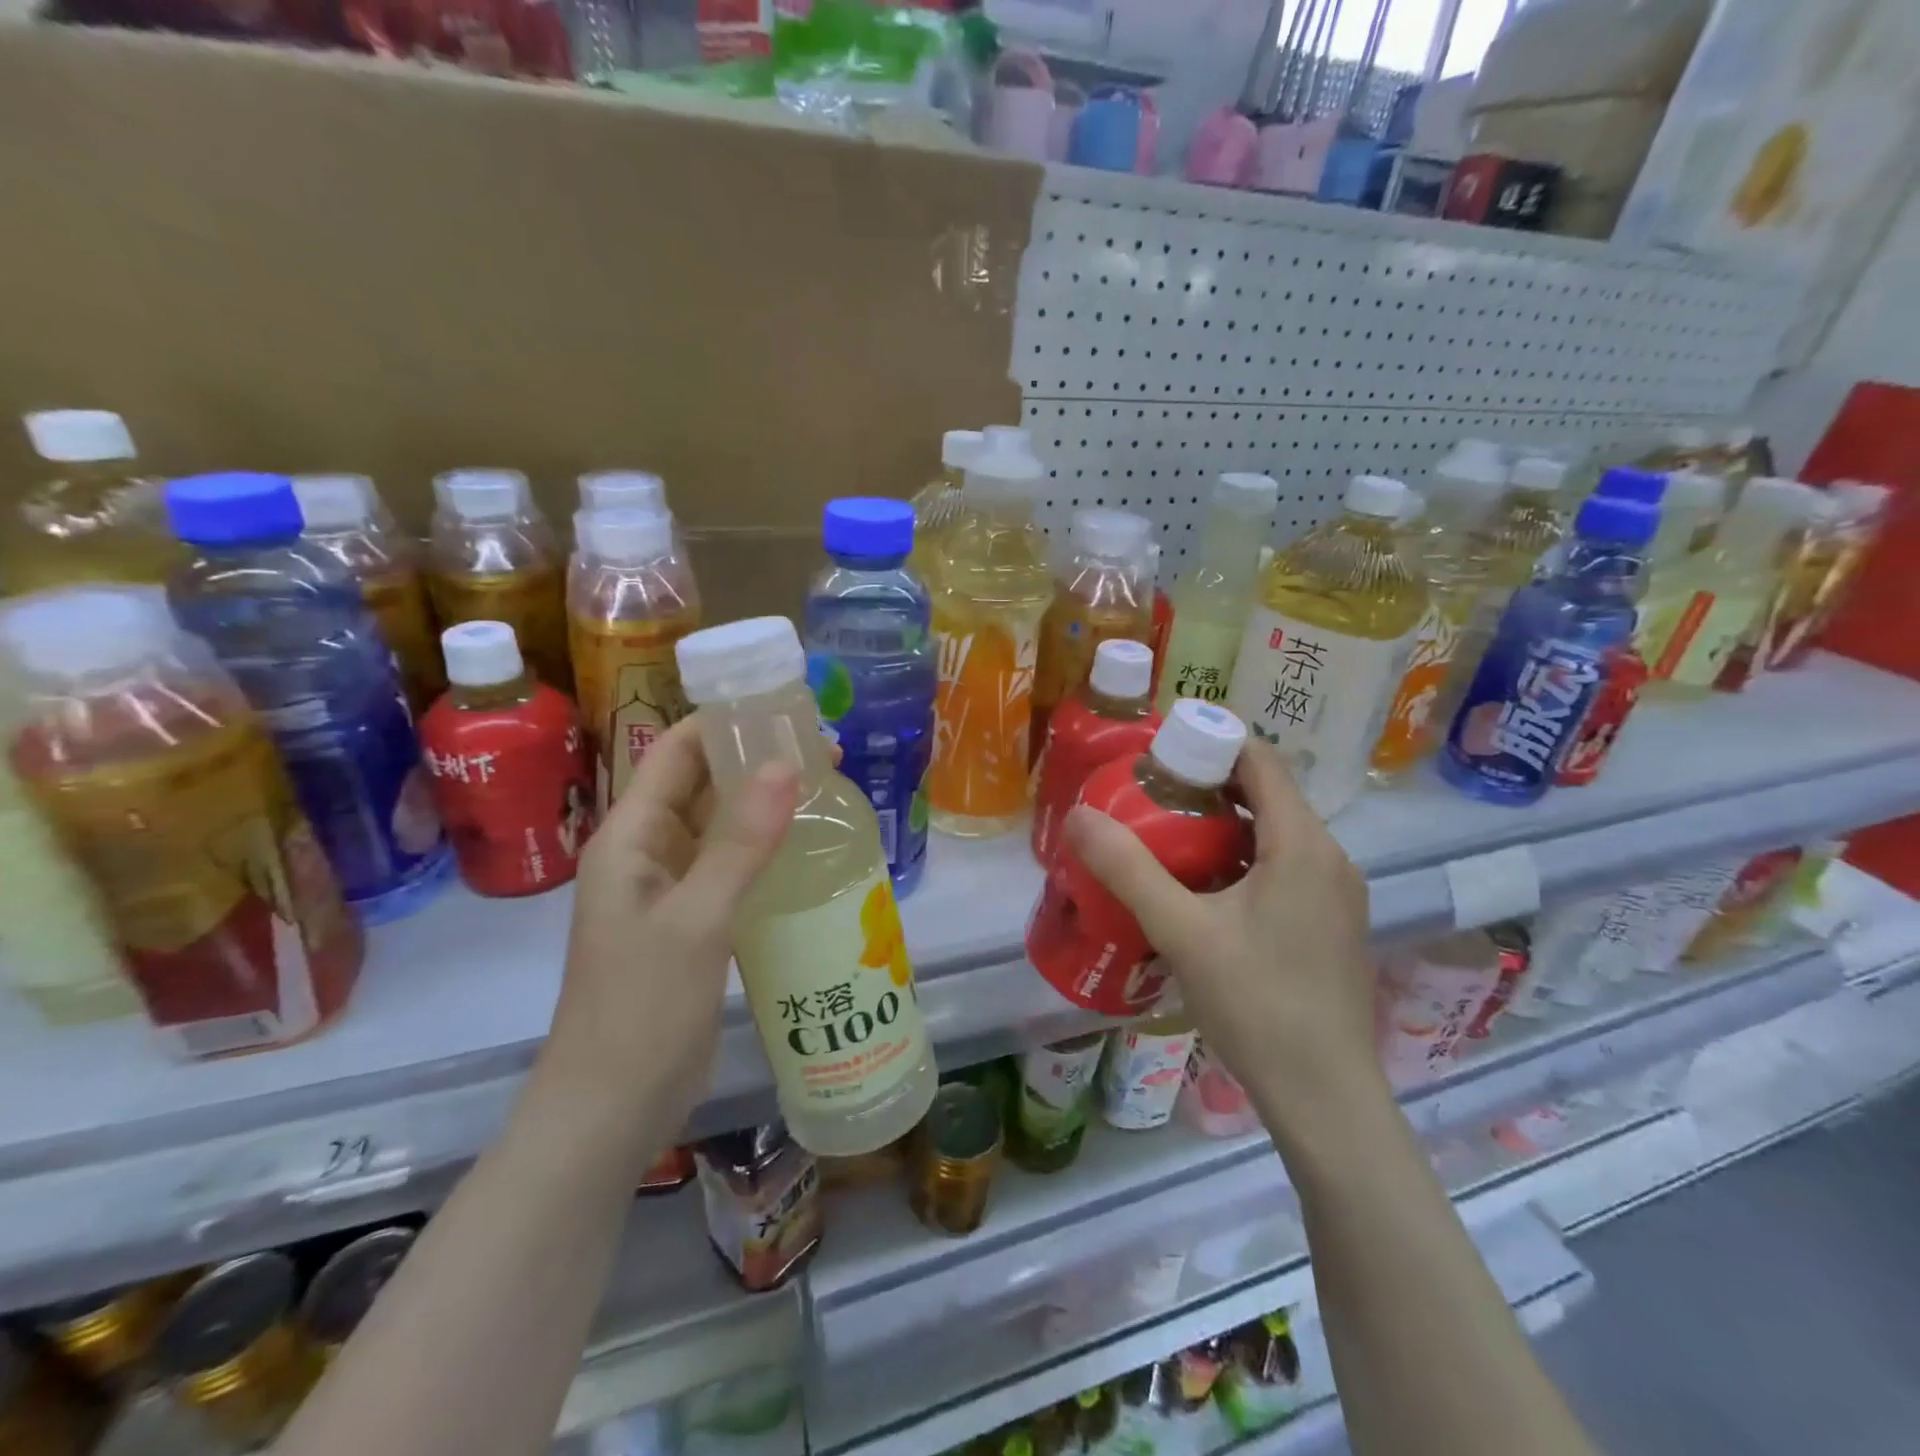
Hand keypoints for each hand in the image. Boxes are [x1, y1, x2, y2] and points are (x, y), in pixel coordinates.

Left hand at [532, 717, 797, 1168]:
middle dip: (756, 761)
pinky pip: (730, 867)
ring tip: (828, 791)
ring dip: (764, 805)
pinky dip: (764, 850)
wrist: (613, 1107)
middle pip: (701, 784)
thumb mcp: (697, 919)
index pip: (676, 751)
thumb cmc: (642, 1007)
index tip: (787, 711)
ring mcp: (670, 888)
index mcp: (630, 836)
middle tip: (826, 752)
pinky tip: (807, 850)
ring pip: (720, 827)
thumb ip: (740, 843)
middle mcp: (647, 851)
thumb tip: (787, 764)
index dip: (726, 723)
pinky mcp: (693, 921)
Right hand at [1062, 738, 1382, 1136]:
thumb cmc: (1258, 1005)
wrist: (1326, 1099)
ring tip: (1164, 837)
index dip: (1209, 742)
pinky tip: (1200, 891)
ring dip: (1221, 826)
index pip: (1260, 759)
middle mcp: (1329, 857)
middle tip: (1146, 795)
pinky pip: (1281, 868)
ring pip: (1272, 835)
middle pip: (1265, 794)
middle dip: (1205, 786)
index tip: (1157, 751)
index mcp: (1303, 843)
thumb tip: (1077, 815)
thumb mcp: (1182, 932)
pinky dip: (1240, 860)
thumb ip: (1127, 869)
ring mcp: (1334, 894)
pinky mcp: (1329, 925)